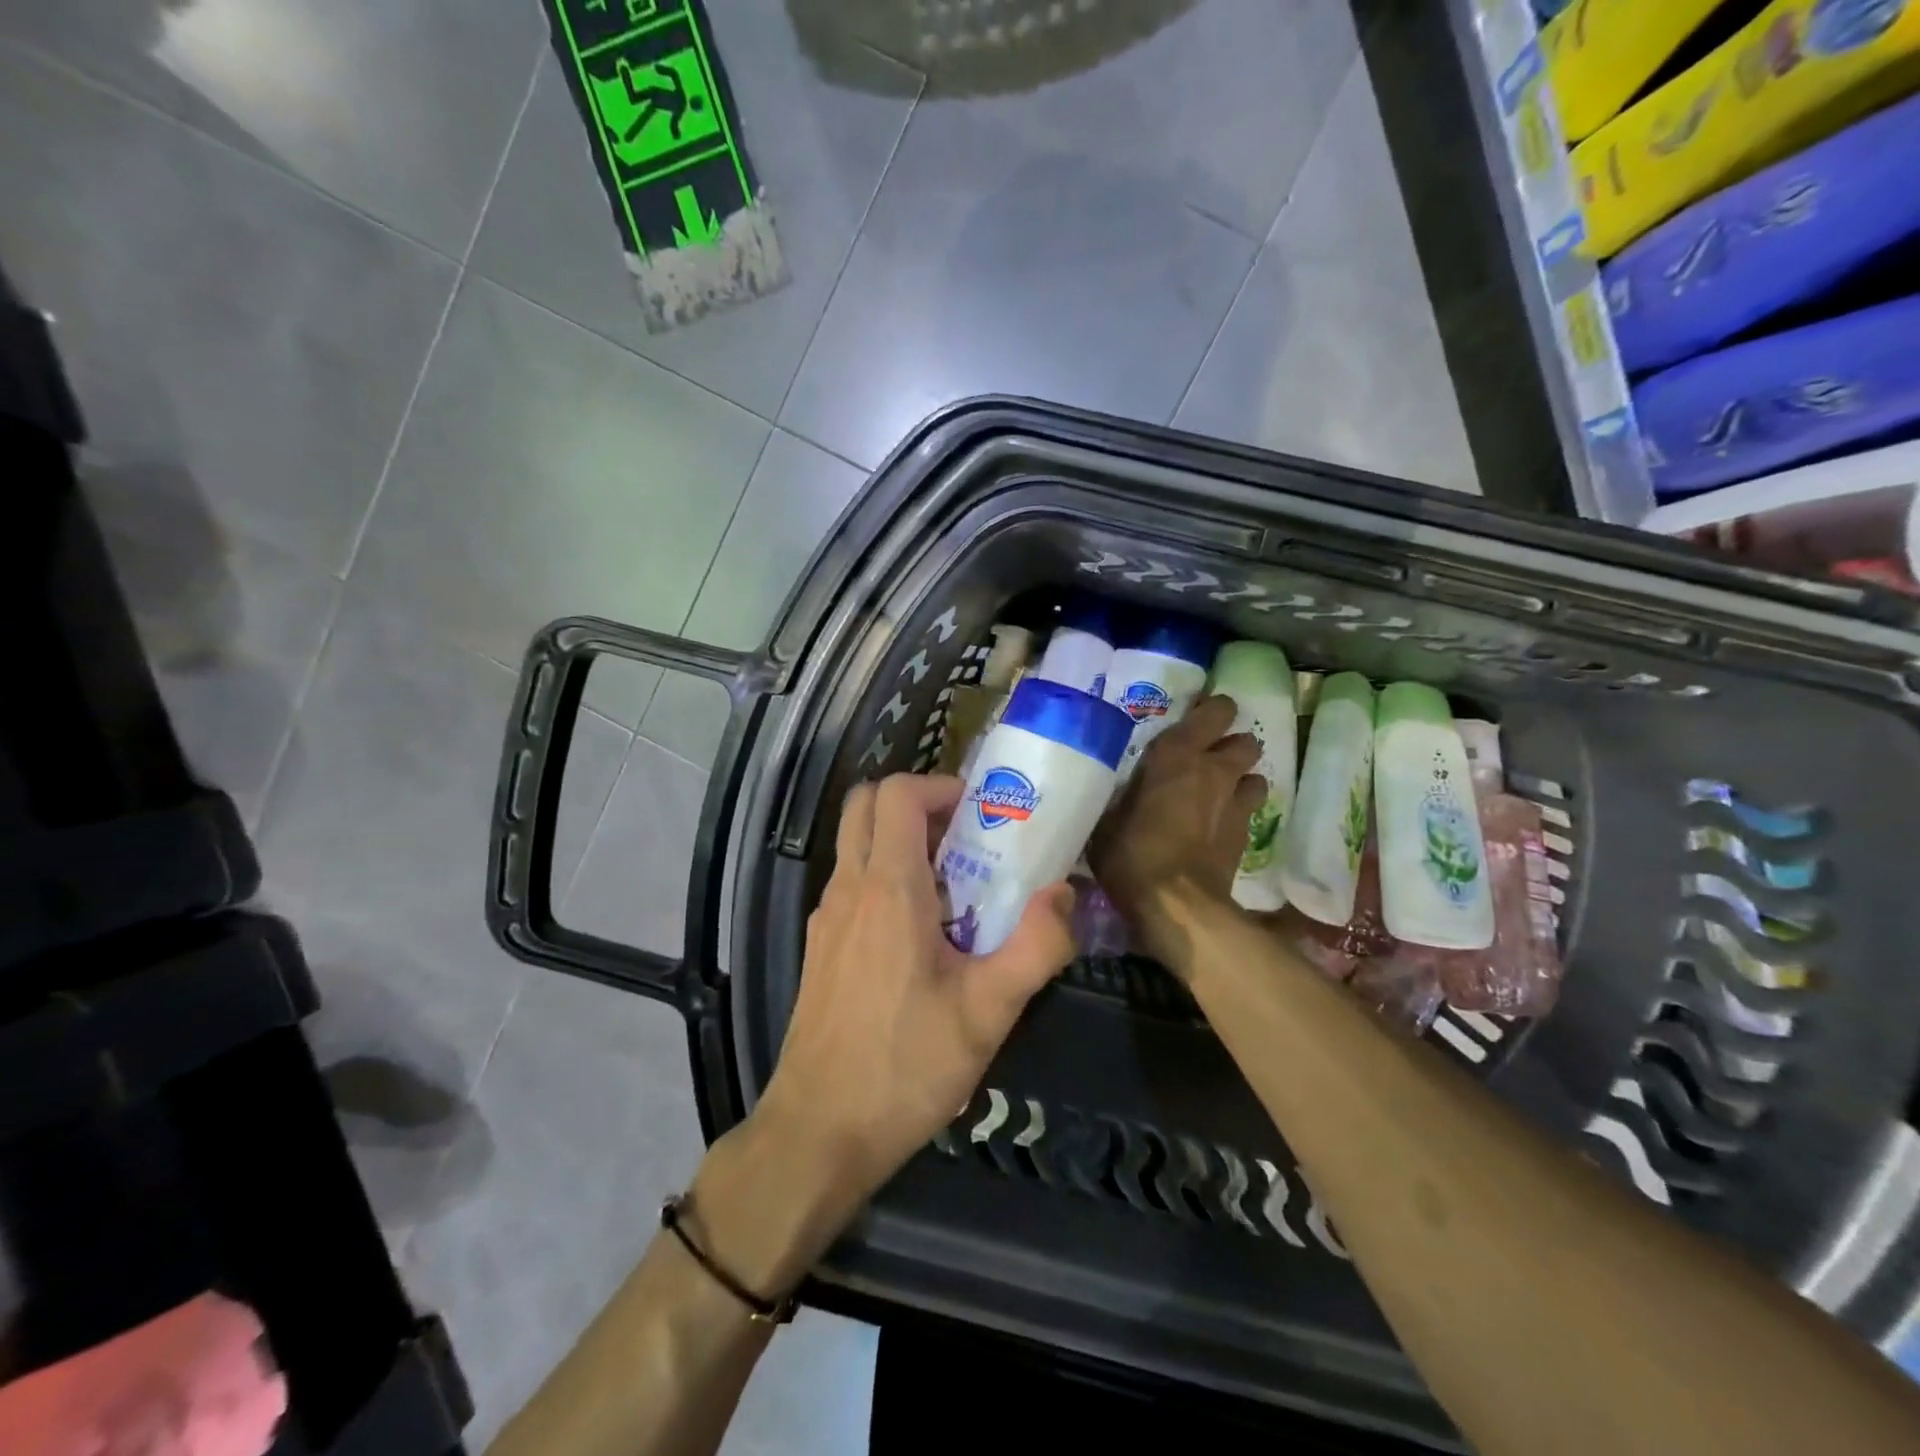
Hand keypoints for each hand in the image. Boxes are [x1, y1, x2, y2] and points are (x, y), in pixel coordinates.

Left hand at [756, 773, 1075, 1204]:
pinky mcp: (820, 946)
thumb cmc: (905, 1066)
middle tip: (967, 839)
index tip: (981, 814)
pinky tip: (924, 936)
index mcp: (887, 888)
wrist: (818, 1132)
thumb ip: (1036, 946)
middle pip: (866, 804)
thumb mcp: (988, 1011)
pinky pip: (852, 883)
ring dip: (902, 842)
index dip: (940, 786)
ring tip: (956, 888)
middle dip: (918, 805)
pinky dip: (885, 878)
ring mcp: (826, 917)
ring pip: (856, 843)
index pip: (897, 793)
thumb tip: (1065, 893)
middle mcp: (848, 888)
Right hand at [1089, 693, 1264, 966]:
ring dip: (1239, 781)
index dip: (1212, 712)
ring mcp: (1236, 804)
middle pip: (1245, 742)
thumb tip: (1118, 789)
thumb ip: (1122, 794)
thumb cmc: (1130, 853)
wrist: (1175, 904)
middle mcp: (1214, 770)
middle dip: (1231, 747)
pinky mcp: (1246, 836)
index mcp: (1178, 754)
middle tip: (1207, 760)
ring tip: (1218, 794)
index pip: (1216, 711)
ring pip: (1255, 776)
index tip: (1197, 719)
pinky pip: (1248, 811)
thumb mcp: (1107, 817)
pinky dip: (1237, 813)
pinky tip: (1217, 828)